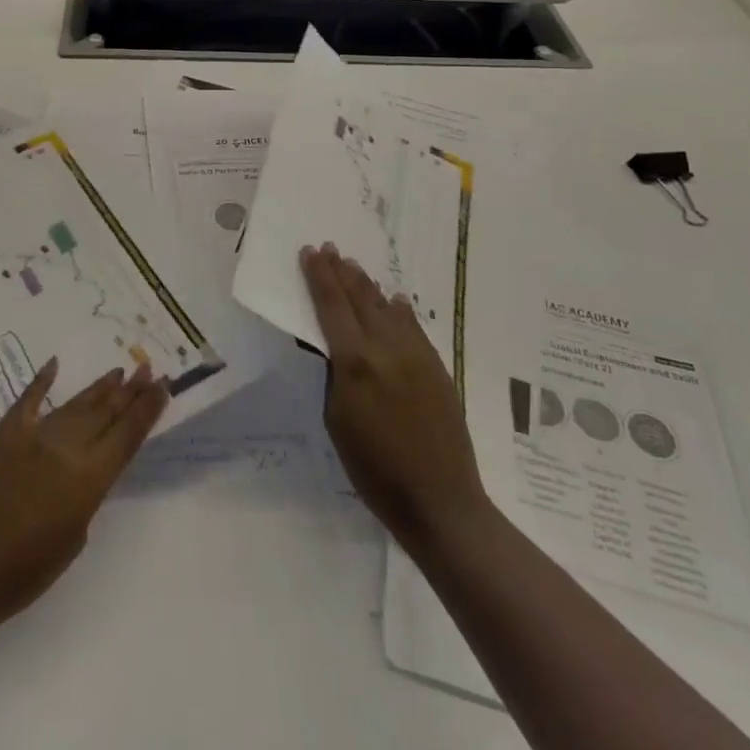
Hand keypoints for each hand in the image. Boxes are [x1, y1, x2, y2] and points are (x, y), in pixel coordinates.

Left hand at [0, 357, 167, 638]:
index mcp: (89, 478)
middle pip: (107, 412)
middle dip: (130, 391)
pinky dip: (42, 381)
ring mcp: (35, 436)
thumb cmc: (28, 572)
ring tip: (118, 372)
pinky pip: (29, 400)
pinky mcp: (6, 434)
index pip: (128, 434)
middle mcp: (67, 448)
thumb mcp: (75, 537)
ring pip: (76, 404)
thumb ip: (87, 493)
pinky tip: (54, 365)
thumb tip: (85, 466)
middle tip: (148, 369)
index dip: (148, 409)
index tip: (163, 386)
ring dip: (99, 388)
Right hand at [301, 243, 490, 559]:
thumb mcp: (337, 420)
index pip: (331, 306)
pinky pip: (413, 326)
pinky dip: (399, 309)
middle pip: (360, 298)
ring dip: (367, 284)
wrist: (441, 502)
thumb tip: (332, 344)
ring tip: (353, 266)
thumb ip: (334, 373)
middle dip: (341, 271)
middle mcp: (386, 348)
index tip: (309, 252)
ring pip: (387, 307)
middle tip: (328, 248)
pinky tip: (394, 299)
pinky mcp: (437, 367)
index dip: (318, 276)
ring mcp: (416, 355)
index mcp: (355, 362)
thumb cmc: (374, 469)